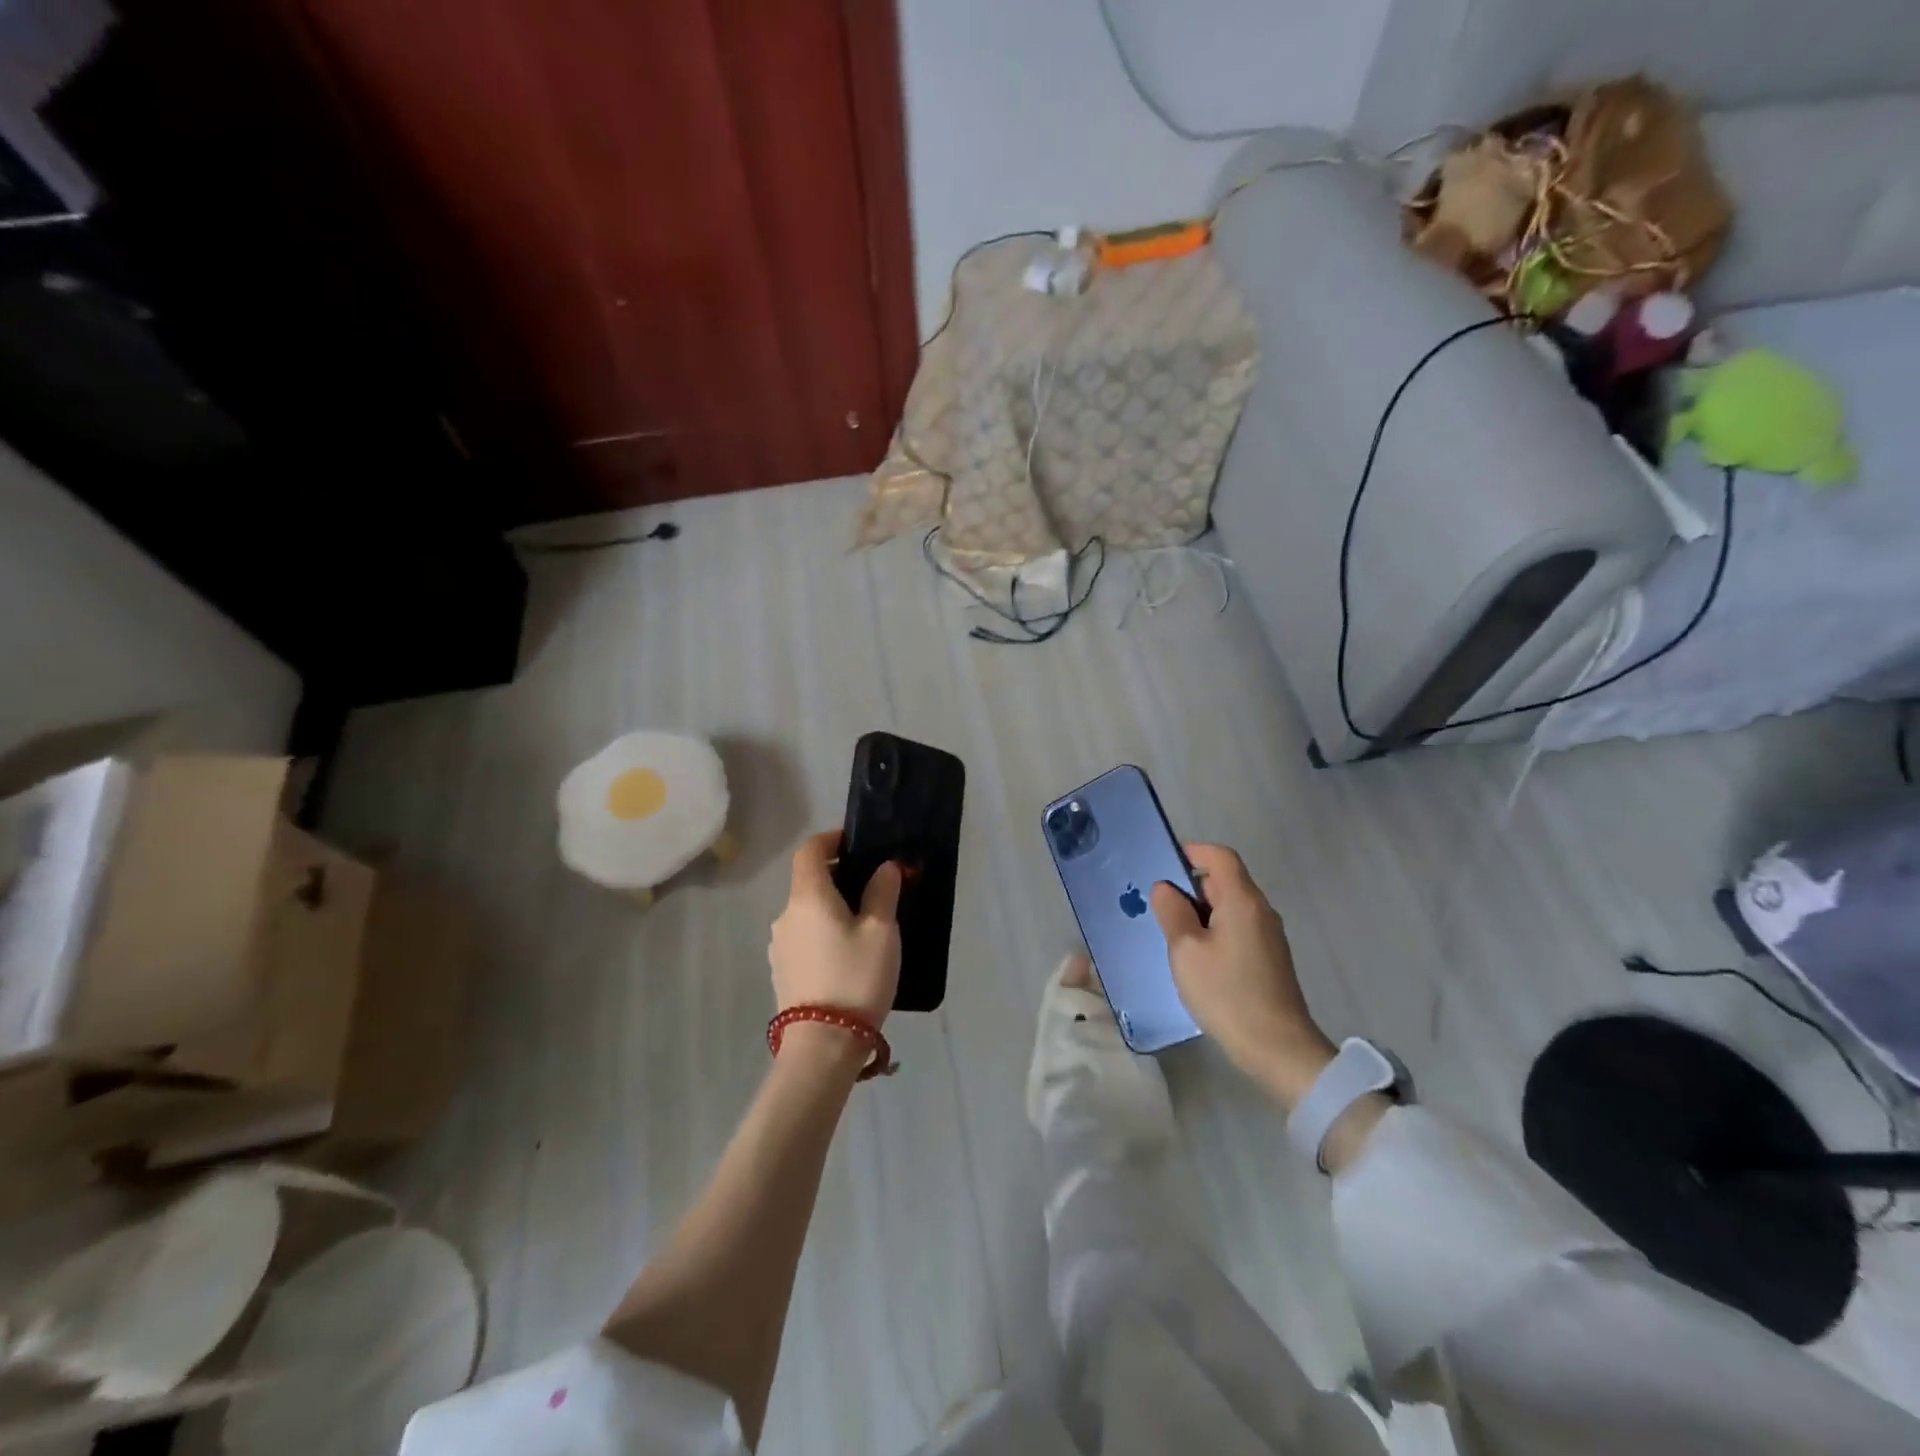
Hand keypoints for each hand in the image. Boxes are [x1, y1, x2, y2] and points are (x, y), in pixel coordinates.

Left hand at [769, 830, 901, 1025]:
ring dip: (831, 906)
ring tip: (865, 923)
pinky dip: (823, 930)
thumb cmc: (856, 977)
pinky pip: (804, 935)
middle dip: (838, 875)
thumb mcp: (881, 931)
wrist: (822, 1045)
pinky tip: (847, 953)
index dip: (830, 839)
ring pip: (807, 911)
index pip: (809, 850)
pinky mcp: (782, 970)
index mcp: (808, 896)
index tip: (855, 843)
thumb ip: (882, 892)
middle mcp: (786, 915)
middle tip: (873, 886)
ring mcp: (780, 945)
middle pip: (808, 880)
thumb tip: (884, 867)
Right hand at [1152, 844, 1334, 1105]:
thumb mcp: (1186, 950)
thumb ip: (1172, 912)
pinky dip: (1214, 930)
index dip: (1192, 851)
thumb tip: (1166, 888)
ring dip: (1200, 911)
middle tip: (1159, 907)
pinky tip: (1196, 958)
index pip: (1219, 856)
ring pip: (1230, 907)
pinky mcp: (1269, 958)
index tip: (1163, 863)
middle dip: (1191, 886)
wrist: (1278, 1048)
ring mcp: (1268, 935)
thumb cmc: (1227, 992)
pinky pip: (1237, 928)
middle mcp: (1260, 910)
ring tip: (1172, 934)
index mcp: (1242, 900)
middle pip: (1225, 880)